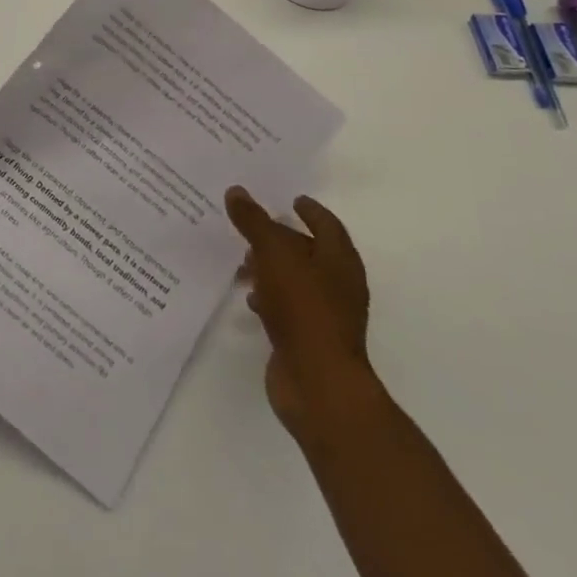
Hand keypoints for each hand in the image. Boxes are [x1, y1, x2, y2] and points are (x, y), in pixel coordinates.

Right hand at [225, 186, 374, 439]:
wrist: (318, 385)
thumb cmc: (304, 309)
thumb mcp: (274, 254)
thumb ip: (254, 222)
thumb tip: (236, 191)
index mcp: (339, 260)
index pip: (327, 224)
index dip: (310, 211)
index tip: (291, 199)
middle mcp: (337, 284)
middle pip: (308, 252)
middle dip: (281, 239)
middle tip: (251, 227)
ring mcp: (323, 315)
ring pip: (294, 280)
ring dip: (270, 269)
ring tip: (242, 263)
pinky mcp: (307, 339)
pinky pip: (286, 308)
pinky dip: (269, 297)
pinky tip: (249, 298)